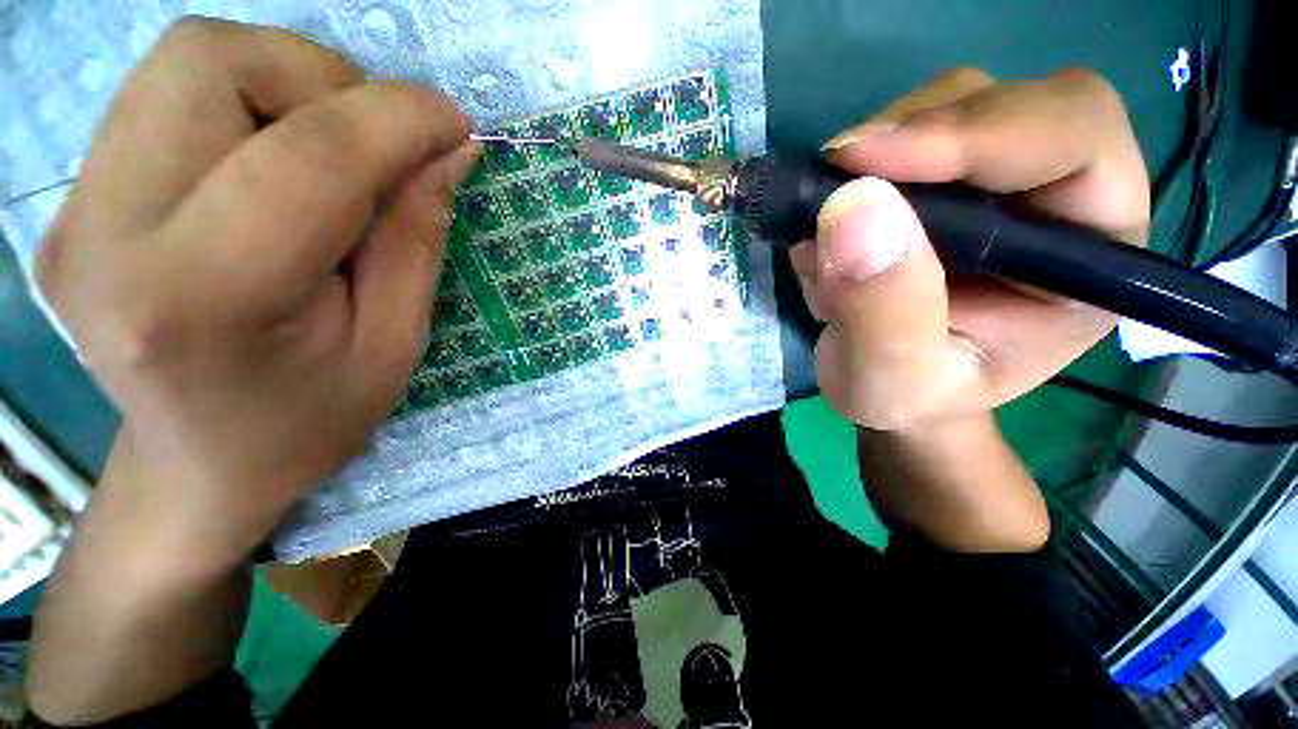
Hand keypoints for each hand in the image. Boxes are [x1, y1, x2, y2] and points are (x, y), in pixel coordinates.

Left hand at [36, 18, 478, 565]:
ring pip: (189, 59)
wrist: (198, 466)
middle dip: (326, 81)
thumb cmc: (310, 420)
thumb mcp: (393, 343)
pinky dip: (248, 99)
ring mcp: (74, 208)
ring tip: (333, 152)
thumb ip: (416, 237)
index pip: (307, 157)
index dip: (398, 119)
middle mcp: (108, 233)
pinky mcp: (74, 197)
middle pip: (213, 62)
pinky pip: (169, 91)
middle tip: (382, 144)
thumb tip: (449, 151)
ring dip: (287, 82)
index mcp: (201, 299)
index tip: (456, 124)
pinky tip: (276, 161)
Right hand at [792, 68, 1148, 429]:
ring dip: (879, 145)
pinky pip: (903, 133)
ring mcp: (997, 180)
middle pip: (1009, 102)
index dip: (975, 133)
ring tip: (830, 213)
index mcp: (1091, 254)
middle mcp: (1059, 197)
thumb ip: (881, 310)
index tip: (866, 163)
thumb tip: (850, 208)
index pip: (1070, 139)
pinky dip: (856, 164)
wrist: (894, 388)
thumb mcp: (892, 379)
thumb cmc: (910, 397)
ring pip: (951, 103)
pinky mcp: (944, 180)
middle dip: (916, 130)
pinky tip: (832, 217)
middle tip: (837, 176)